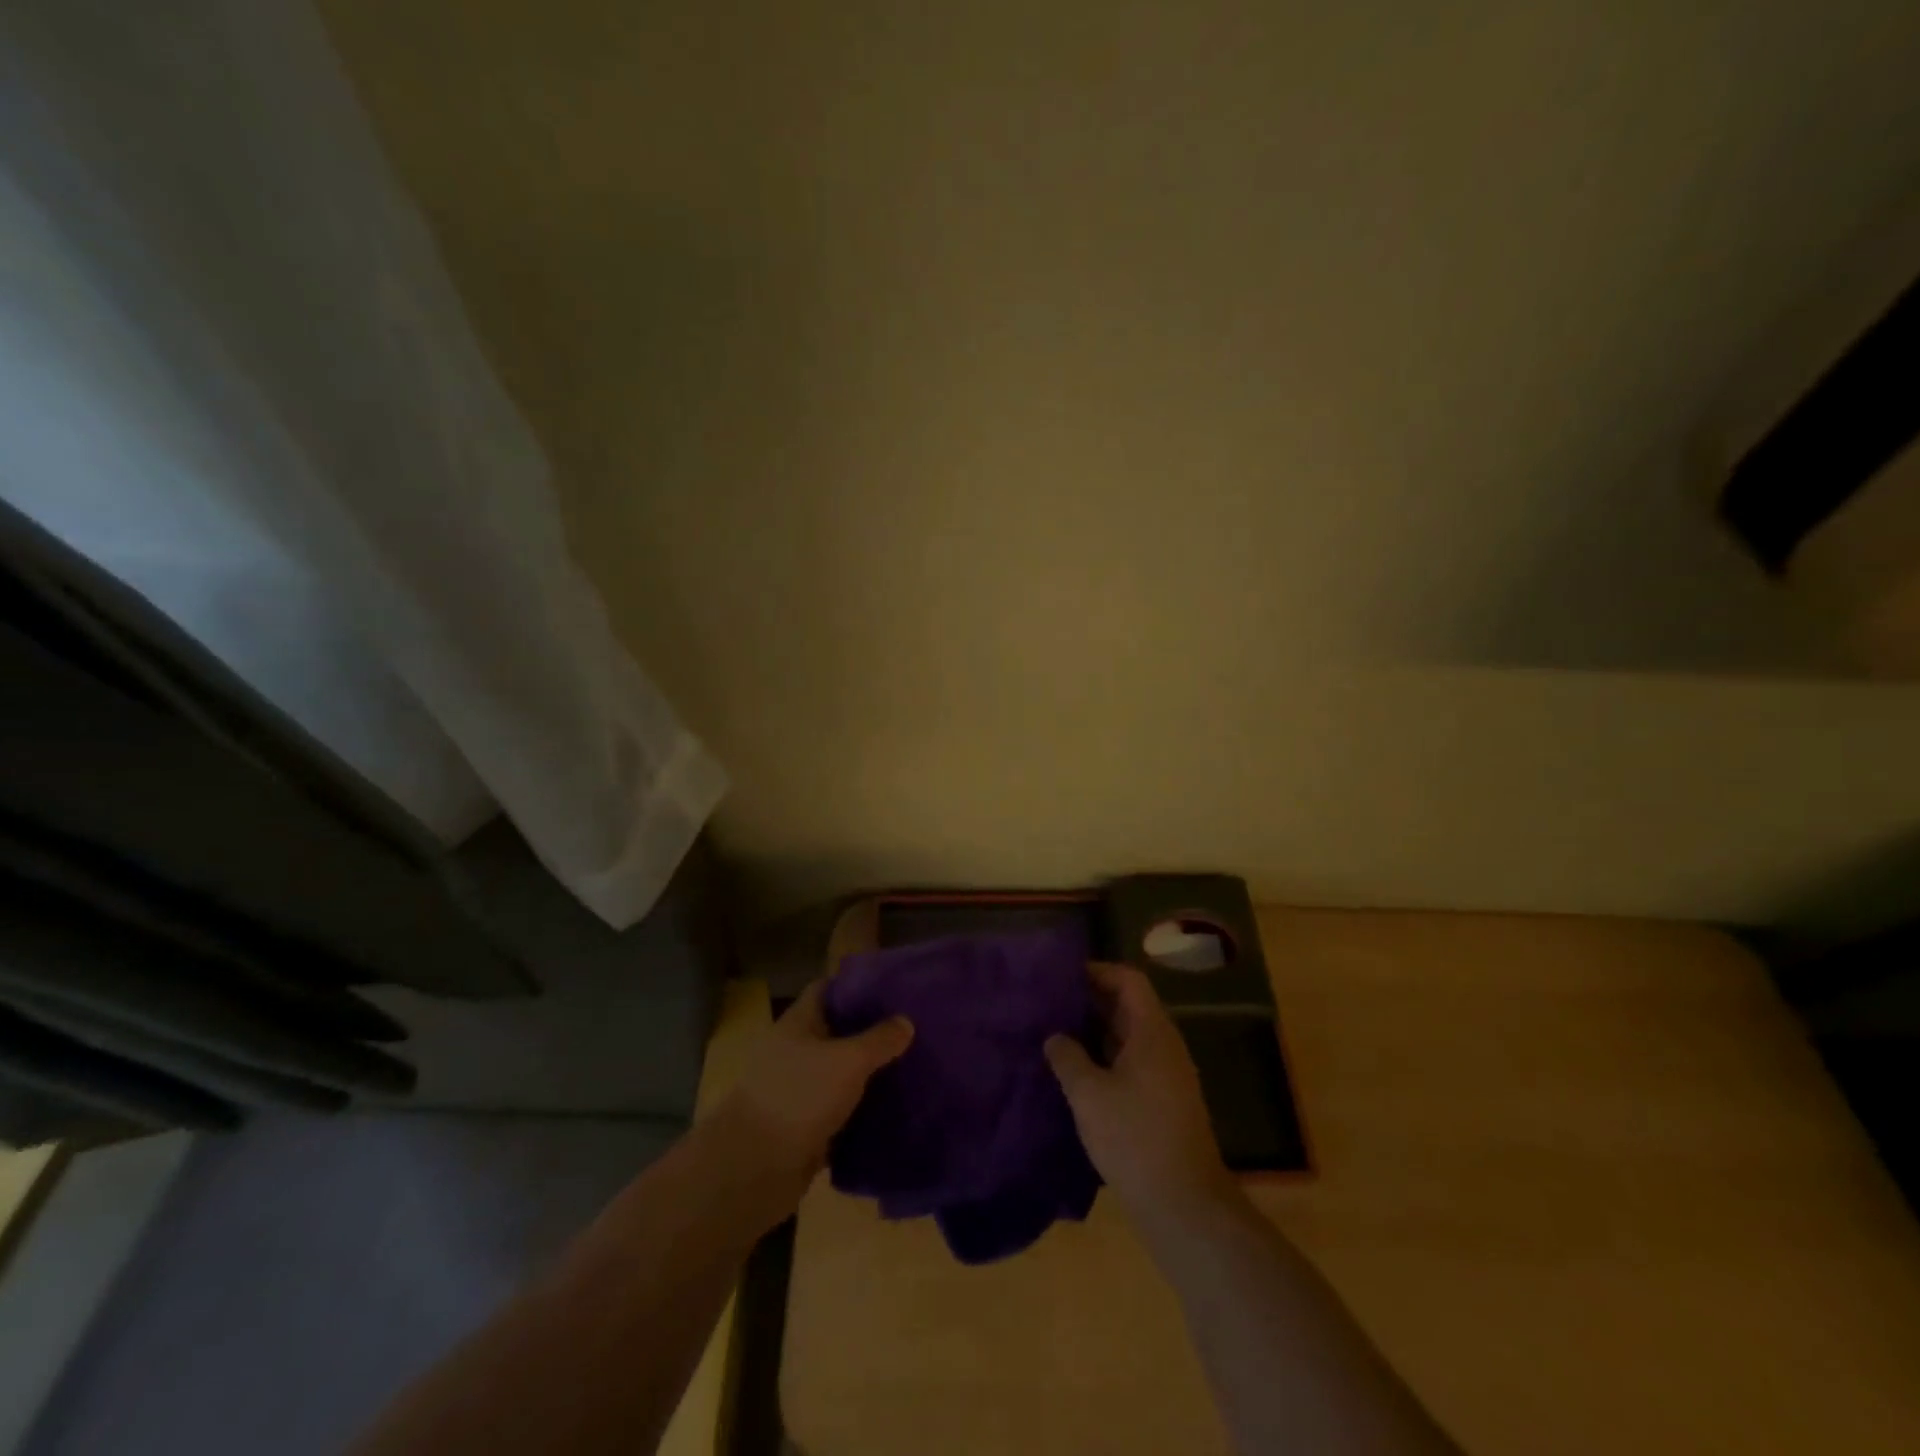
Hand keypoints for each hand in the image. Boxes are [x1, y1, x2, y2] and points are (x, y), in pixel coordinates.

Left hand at [717, 980, 912, 1209]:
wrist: (755, 1169)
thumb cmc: (800, 1097)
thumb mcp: (848, 1061)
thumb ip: (879, 1040)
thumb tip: (906, 1021)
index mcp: (798, 1023)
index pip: (827, 989)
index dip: (857, 986)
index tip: (892, 989)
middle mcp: (795, 1051)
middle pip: (836, 1031)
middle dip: (870, 1031)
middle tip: (911, 1029)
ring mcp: (797, 1090)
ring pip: (839, 1072)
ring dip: (868, 1073)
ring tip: (910, 1066)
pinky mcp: (804, 1126)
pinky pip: (839, 1109)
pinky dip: (861, 1109)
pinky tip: (892, 1108)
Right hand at [1045, 963, 1233, 1225]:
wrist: (1185, 1207)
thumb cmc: (1135, 1139)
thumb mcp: (1090, 1095)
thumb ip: (1068, 1058)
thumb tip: (1055, 1037)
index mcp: (1152, 1032)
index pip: (1128, 980)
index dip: (1097, 971)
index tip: (1061, 976)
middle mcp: (1164, 1046)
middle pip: (1128, 1006)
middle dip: (1089, 1002)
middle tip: (1049, 1004)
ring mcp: (1167, 1076)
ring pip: (1128, 1037)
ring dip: (1094, 1033)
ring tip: (1055, 1036)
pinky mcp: (1163, 1103)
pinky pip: (1132, 1064)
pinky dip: (1105, 1059)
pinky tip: (1076, 1075)